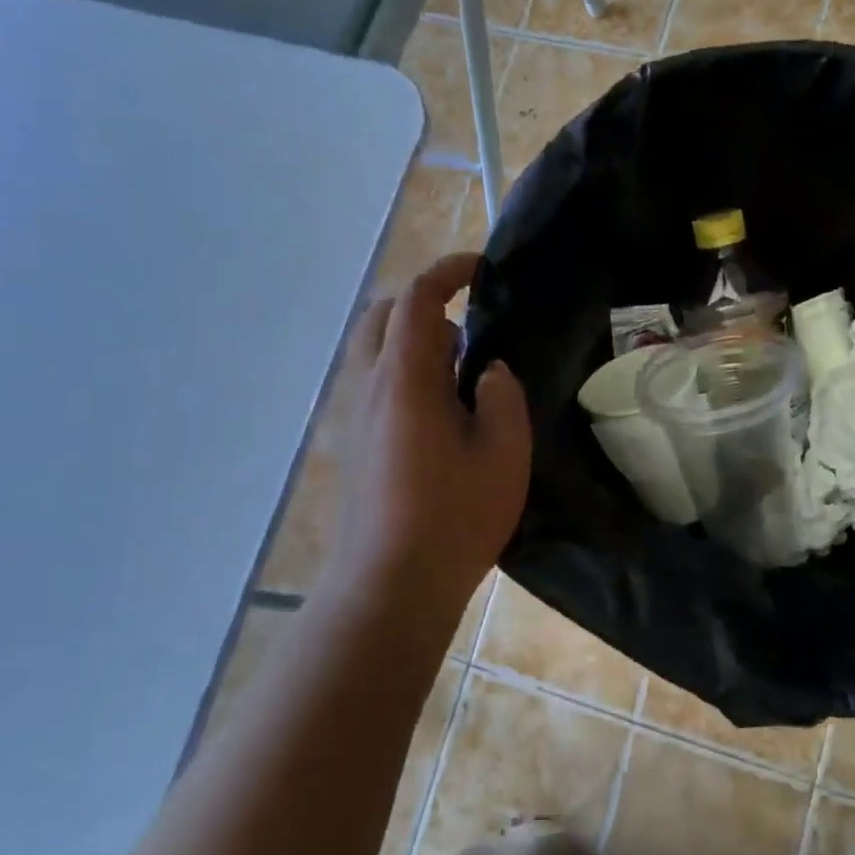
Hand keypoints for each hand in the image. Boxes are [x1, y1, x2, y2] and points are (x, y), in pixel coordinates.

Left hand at [337, 253, 531, 602]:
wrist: (389, 585)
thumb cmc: (453, 517)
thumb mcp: (504, 454)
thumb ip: (503, 397)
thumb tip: (490, 372)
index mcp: (404, 379)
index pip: (418, 299)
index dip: (449, 270)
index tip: (482, 269)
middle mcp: (368, 386)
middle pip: (383, 315)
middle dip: (425, 303)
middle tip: (471, 330)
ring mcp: (353, 416)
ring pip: (374, 350)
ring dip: (415, 342)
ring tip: (461, 378)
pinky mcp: (351, 443)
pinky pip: (373, 382)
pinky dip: (403, 372)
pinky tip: (440, 416)